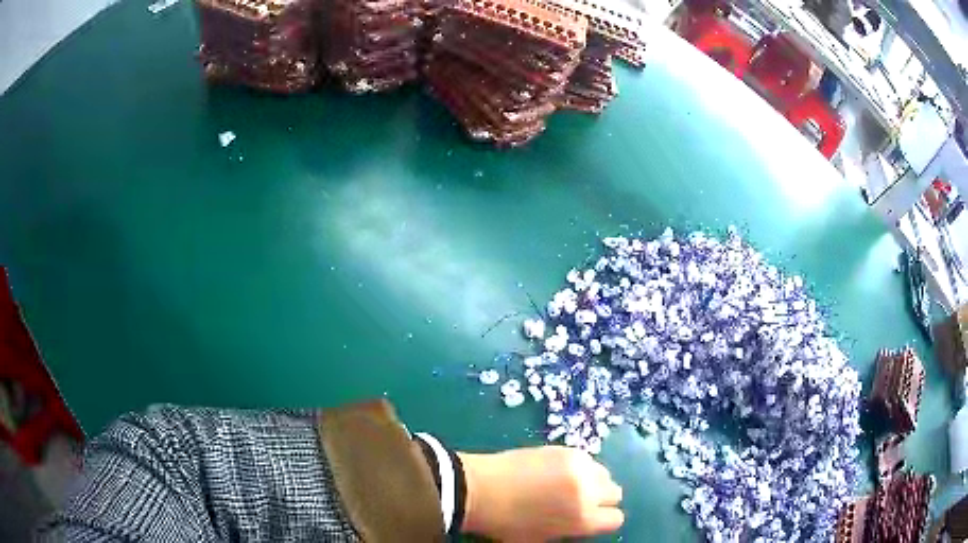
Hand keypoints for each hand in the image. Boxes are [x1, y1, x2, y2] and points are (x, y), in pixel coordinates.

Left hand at [458, 446, 623, 541]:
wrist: (478, 489)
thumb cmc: (505, 524)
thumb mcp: (541, 539)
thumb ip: (571, 530)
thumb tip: (584, 522)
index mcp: (582, 519)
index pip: (616, 518)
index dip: (603, 520)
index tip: (591, 519)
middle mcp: (588, 490)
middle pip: (615, 492)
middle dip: (601, 499)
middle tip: (580, 501)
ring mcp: (578, 466)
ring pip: (604, 473)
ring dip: (593, 480)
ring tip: (569, 484)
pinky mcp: (566, 448)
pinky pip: (587, 458)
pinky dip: (579, 466)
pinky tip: (558, 471)